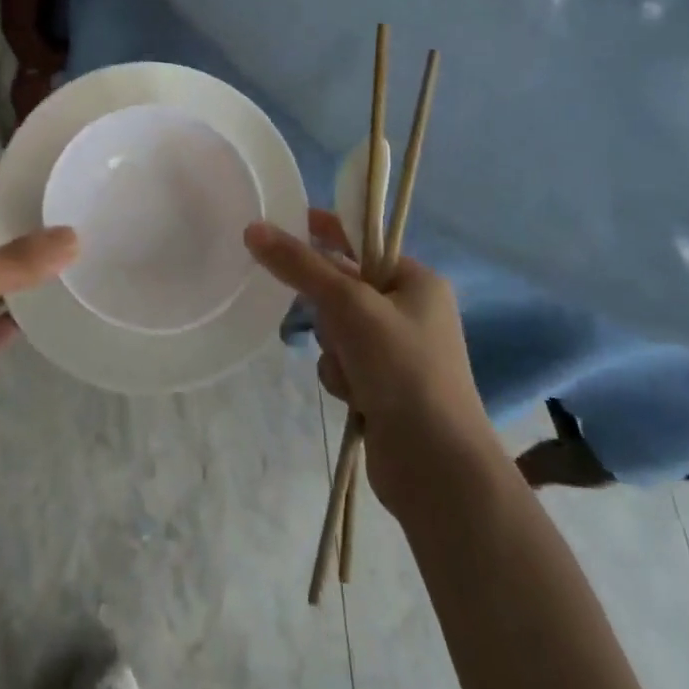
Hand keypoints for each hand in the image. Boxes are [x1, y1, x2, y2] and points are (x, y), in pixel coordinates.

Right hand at [245, 211, 489, 515]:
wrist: (435, 466)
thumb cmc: (402, 368)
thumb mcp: (349, 306)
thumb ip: (300, 266)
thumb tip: (253, 229)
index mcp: (417, 280)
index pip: (363, 241)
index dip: (326, 231)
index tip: (288, 223)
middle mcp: (411, 310)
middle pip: (344, 287)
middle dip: (330, 309)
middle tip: (332, 324)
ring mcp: (398, 352)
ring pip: (338, 328)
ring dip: (334, 348)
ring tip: (350, 372)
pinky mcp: (384, 387)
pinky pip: (343, 362)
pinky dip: (341, 375)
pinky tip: (354, 397)